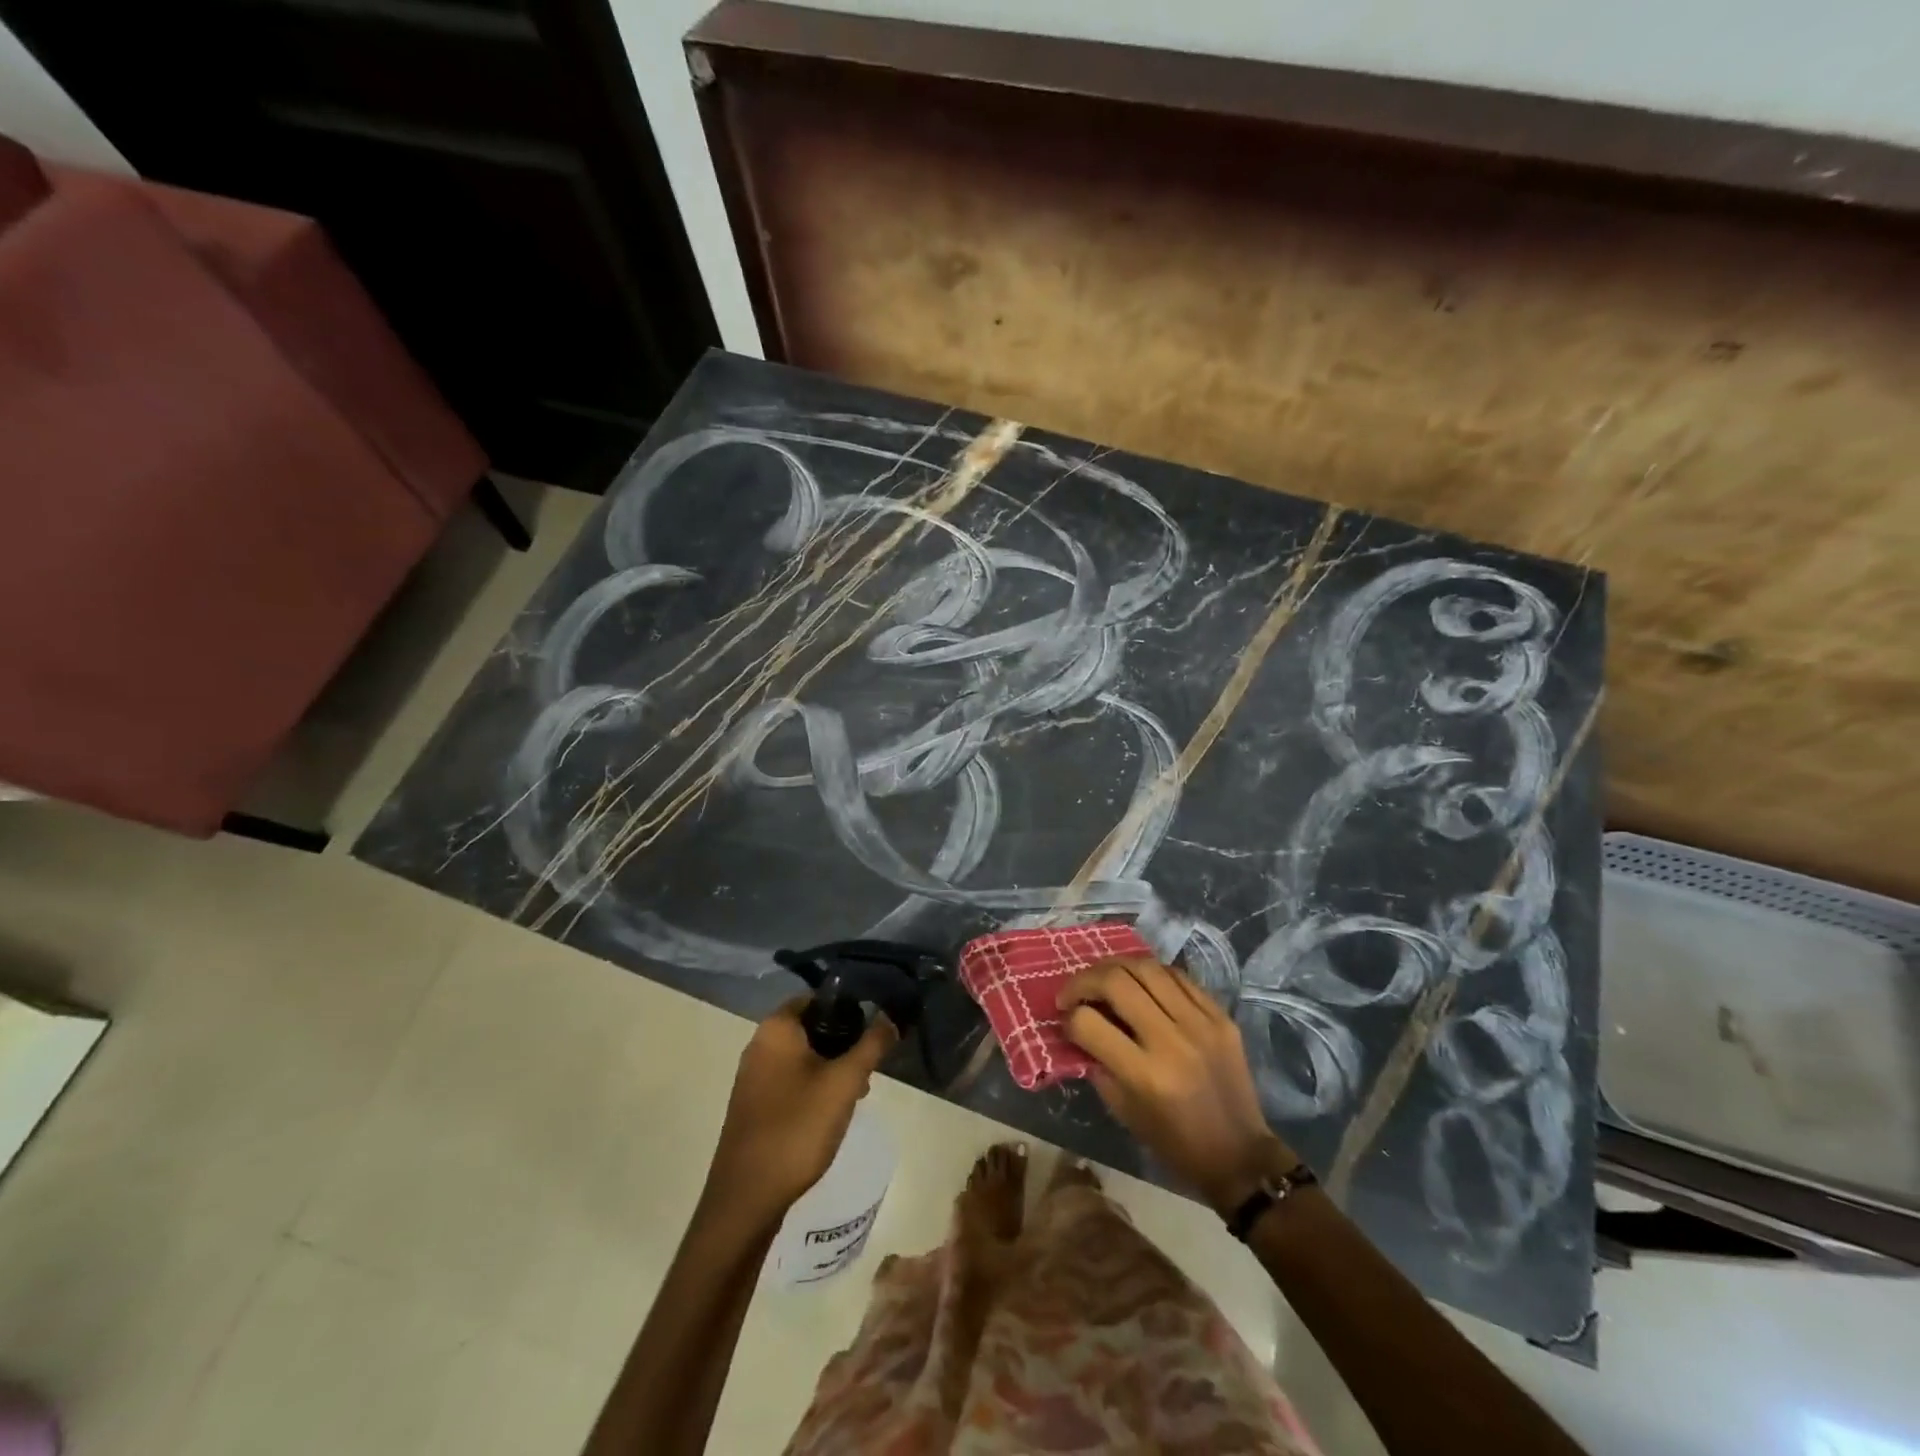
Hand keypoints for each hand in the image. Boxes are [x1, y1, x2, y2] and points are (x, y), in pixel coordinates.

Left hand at [704, 998, 896, 1226]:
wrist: (747, 1198)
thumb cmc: (797, 1128)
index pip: (817, 998)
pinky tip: (831, 1115)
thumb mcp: (845, 1083)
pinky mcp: (753, 1106)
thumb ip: (872, 1045)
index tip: (872, 1030)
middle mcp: (759, 1045)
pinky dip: (813, 1089)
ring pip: (803, 1057)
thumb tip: (891, 1016)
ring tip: (856, 1095)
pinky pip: (790, 1082)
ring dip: (831, 1069)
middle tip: (868, 1068)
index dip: (849, 1008)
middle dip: (843, 1044)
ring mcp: (753, 1078)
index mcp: (776, 1028)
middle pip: (811, 1028)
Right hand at [1059, 956, 1298, 1212]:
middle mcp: (1172, 1040)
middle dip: (1084, 981)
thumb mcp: (1123, 1110)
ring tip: (1104, 980)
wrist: (1239, 1154)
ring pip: (1146, 967)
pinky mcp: (1220, 1015)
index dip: (1069, 1018)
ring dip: (1115, 968)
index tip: (1065, 1020)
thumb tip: (1077, 1025)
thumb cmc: (1174, 1142)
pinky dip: (1151, 974)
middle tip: (1074, 992)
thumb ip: (1097, 1062)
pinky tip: (1141, 984)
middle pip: (1116, 981)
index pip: (1089, 1023)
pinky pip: (1178, 975)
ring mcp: (1201, 1022)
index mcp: (1145, 1074)